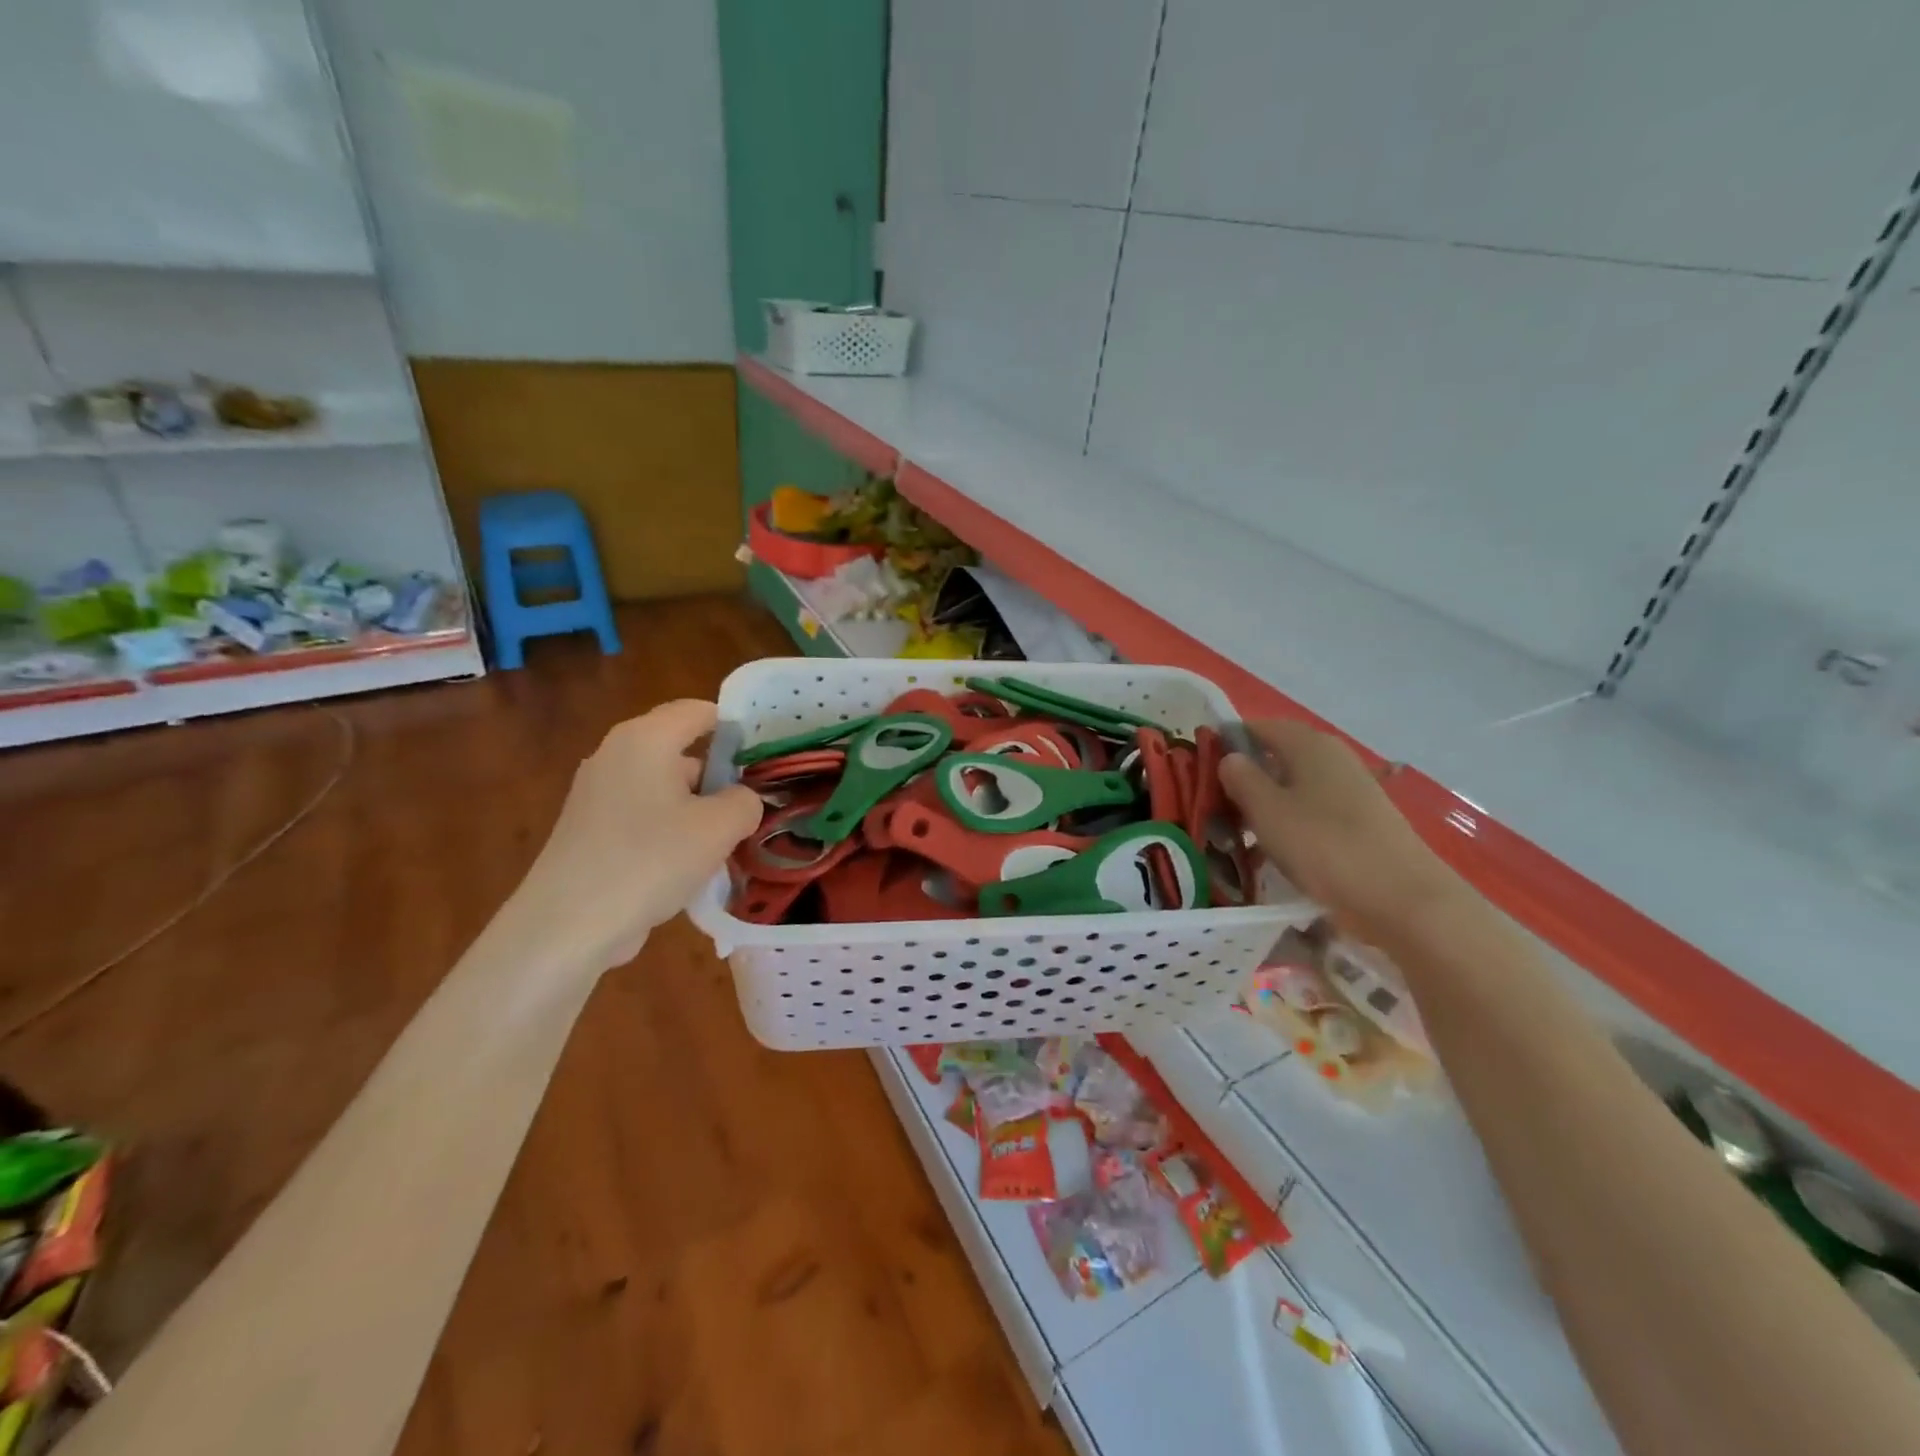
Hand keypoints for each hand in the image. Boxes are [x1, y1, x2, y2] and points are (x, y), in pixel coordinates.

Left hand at [512, 700, 762, 970]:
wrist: (568, 925)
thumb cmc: (650, 860)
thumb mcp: (720, 827)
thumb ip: (746, 801)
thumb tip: (742, 800)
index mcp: (646, 738)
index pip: (700, 711)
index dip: (737, 729)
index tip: (764, 761)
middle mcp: (616, 753)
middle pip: (682, 750)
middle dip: (719, 777)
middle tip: (751, 809)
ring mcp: (597, 791)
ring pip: (664, 787)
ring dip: (696, 809)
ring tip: (723, 845)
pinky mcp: (588, 827)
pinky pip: (643, 814)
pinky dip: (669, 831)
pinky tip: (685, 867)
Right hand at [1219, 719, 1461, 946]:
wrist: (1403, 899)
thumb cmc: (1326, 846)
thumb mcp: (1267, 811)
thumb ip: (1241, 778)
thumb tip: (1230, 758)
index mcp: (1308, 744)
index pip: (1256, 727)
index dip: (1225, 744)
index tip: (1200, 774)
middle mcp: (1331, 757)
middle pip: (1274, 757)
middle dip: (1242, 781)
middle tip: (1214, 812)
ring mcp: (1350, 789)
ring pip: (1291, 788)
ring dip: (1263, 807)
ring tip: (1239, 839)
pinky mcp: (1359, 820)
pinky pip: (1310, 812)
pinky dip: (1288, 826)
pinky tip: (1275, 854)